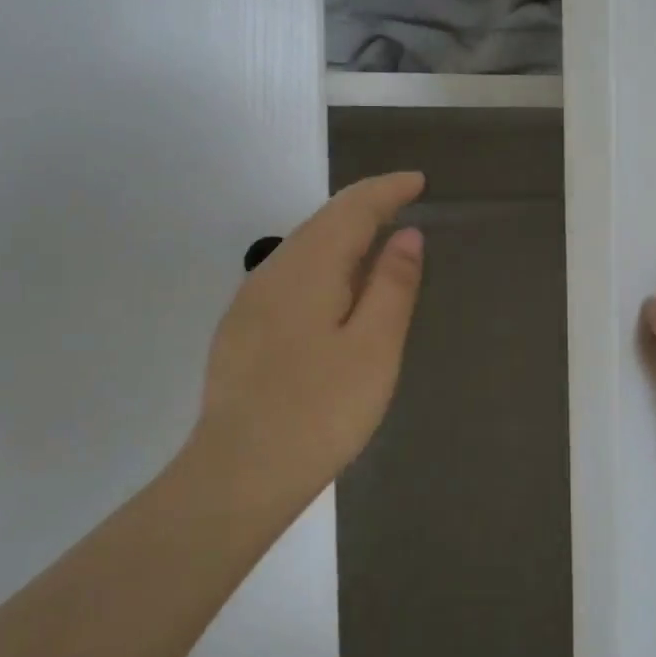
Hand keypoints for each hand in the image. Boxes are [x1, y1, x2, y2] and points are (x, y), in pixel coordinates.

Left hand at [182, 172, 425, 532]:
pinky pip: (291, 275)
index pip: (352, 208)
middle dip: (365, 205)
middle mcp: (273, 271)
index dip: (387, 190)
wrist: (237, 475)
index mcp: (308, 267)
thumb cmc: (320, 410)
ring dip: (343, 234)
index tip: (418, 181)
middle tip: (404, 201)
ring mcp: (251, 301)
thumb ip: (392, 284)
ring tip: (377, 238)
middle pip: (324, 221)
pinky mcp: (242, 329)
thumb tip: (406, 235)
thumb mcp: (374, 347)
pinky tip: (336, 288)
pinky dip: (324, 263)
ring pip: (304, 247)